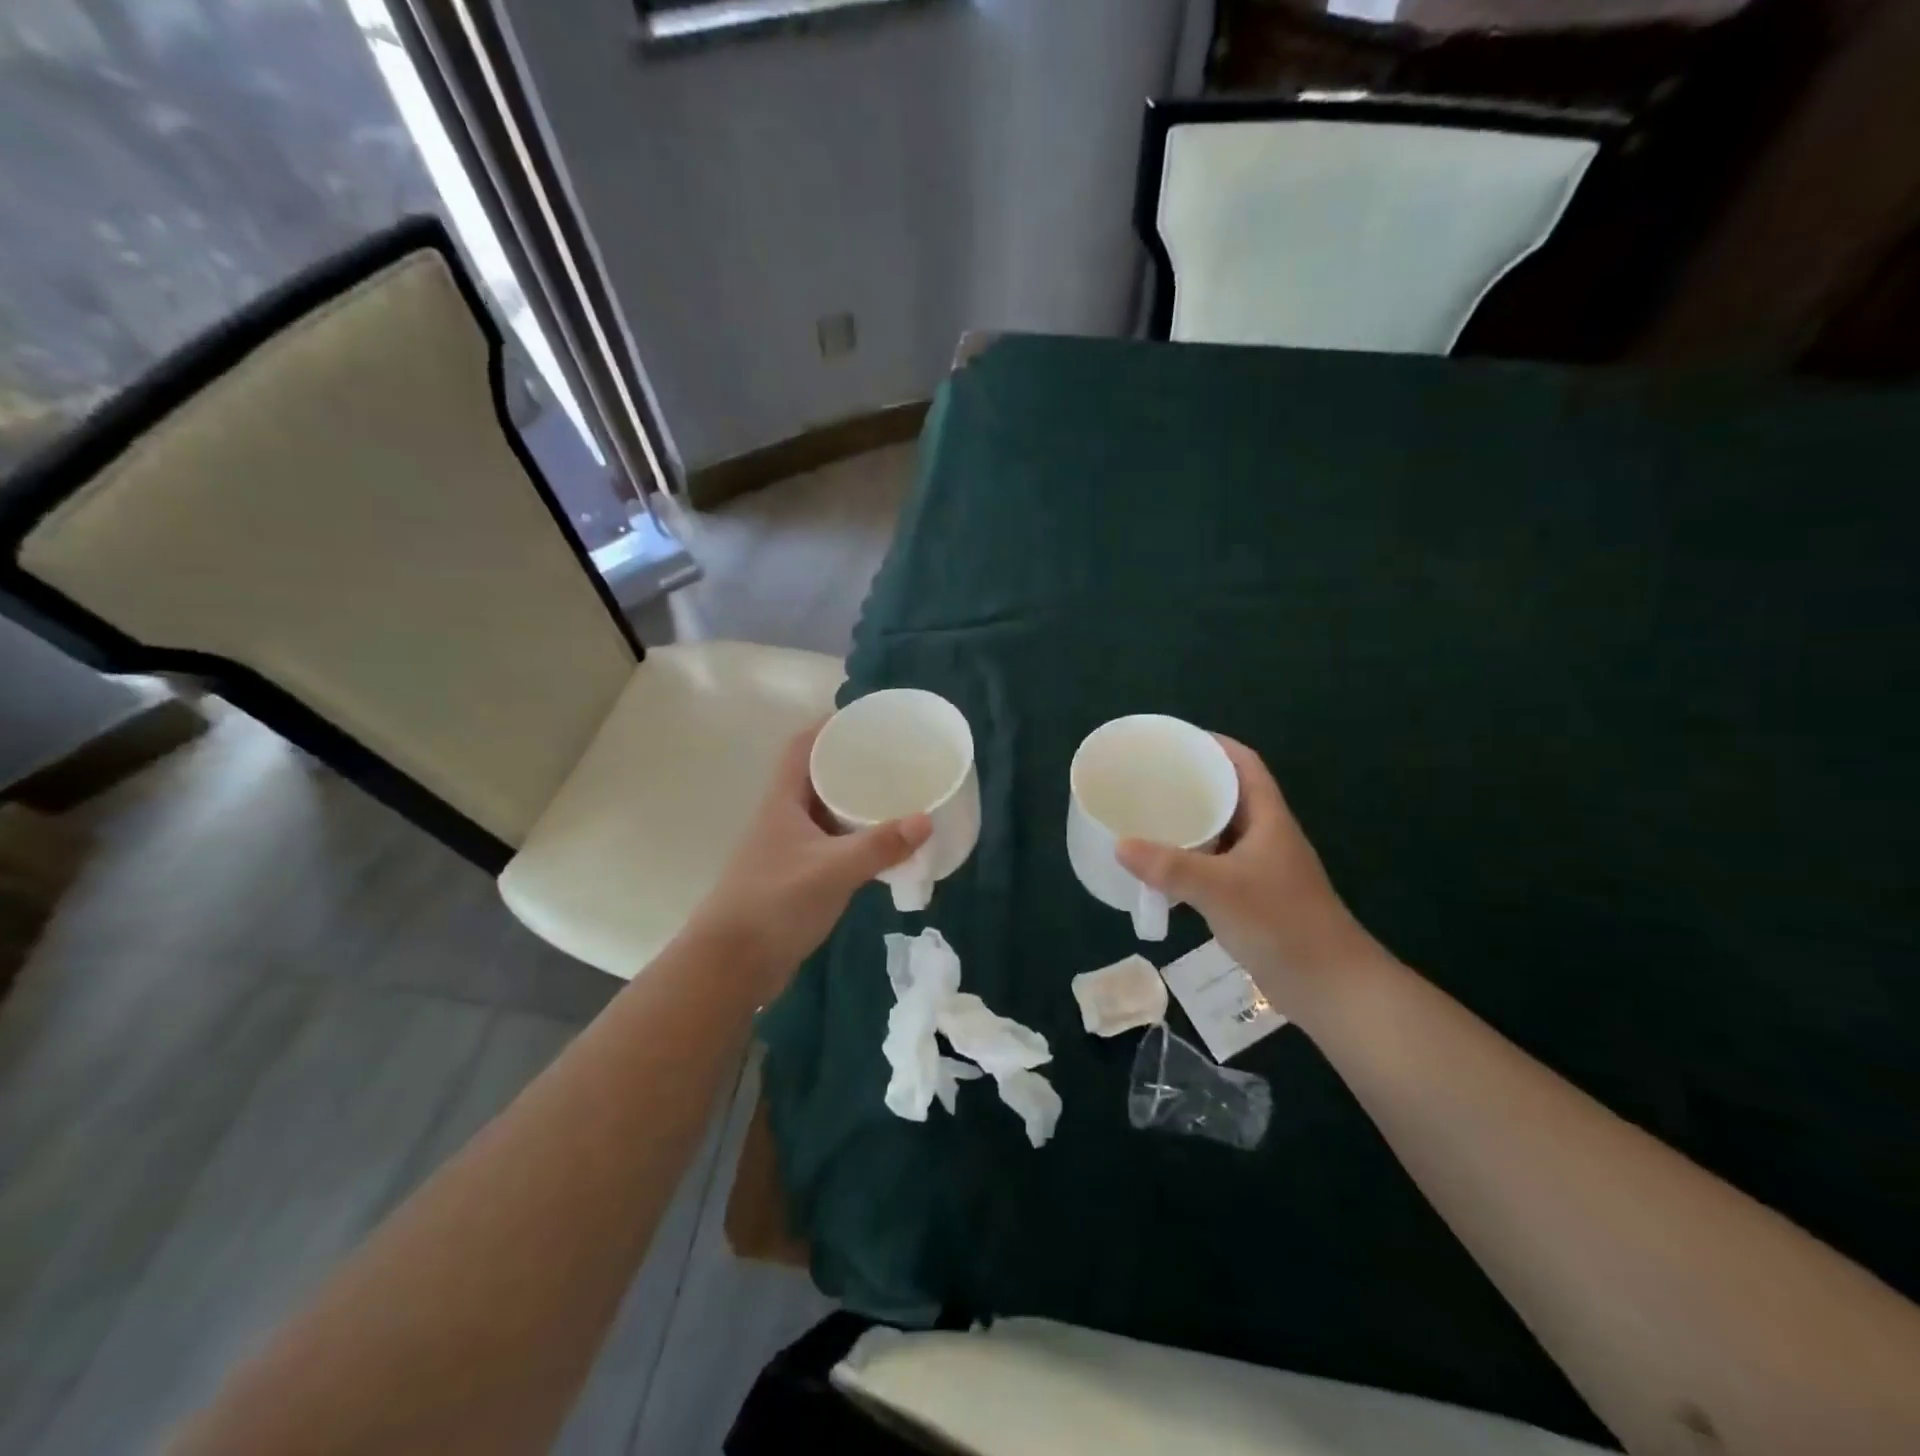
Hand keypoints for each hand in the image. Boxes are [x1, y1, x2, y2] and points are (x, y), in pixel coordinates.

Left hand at [689, 724, 931, 999]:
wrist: (732, 965)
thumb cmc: (775, 904)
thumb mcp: (832, 870)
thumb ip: (879, 846)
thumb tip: (926, 820)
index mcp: (783, 801)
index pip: (802, 746)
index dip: (830, 726)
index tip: (868, 720)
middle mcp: (784, 817)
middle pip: (817, 775)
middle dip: (852, 762)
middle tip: (894, 759)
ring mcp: (789, 848)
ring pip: (825, 811)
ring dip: (855, 802)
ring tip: (896, 795)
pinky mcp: (796, 875)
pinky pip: (831, 842)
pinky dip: (855, 837)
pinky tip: (881, 845)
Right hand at [1117, 736, 1387, 1027]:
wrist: (1328, 986)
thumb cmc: (1281, 923)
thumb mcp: (1220, 889)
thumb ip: (1170, 867)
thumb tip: (1120, 845)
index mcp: (1268, 819)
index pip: (1245, 765)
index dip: (1215, 745)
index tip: (1176, 741)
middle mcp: (1266, 837)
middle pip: (1230, 795)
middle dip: (1194, 783)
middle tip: (1151, 779)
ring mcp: (1261, 869)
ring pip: (1222, 833)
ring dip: (1191, 824)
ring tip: (1150, 817)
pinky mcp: (1253, 898)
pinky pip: (1216, 865)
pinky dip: (1191, 861)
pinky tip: (1164, 869)